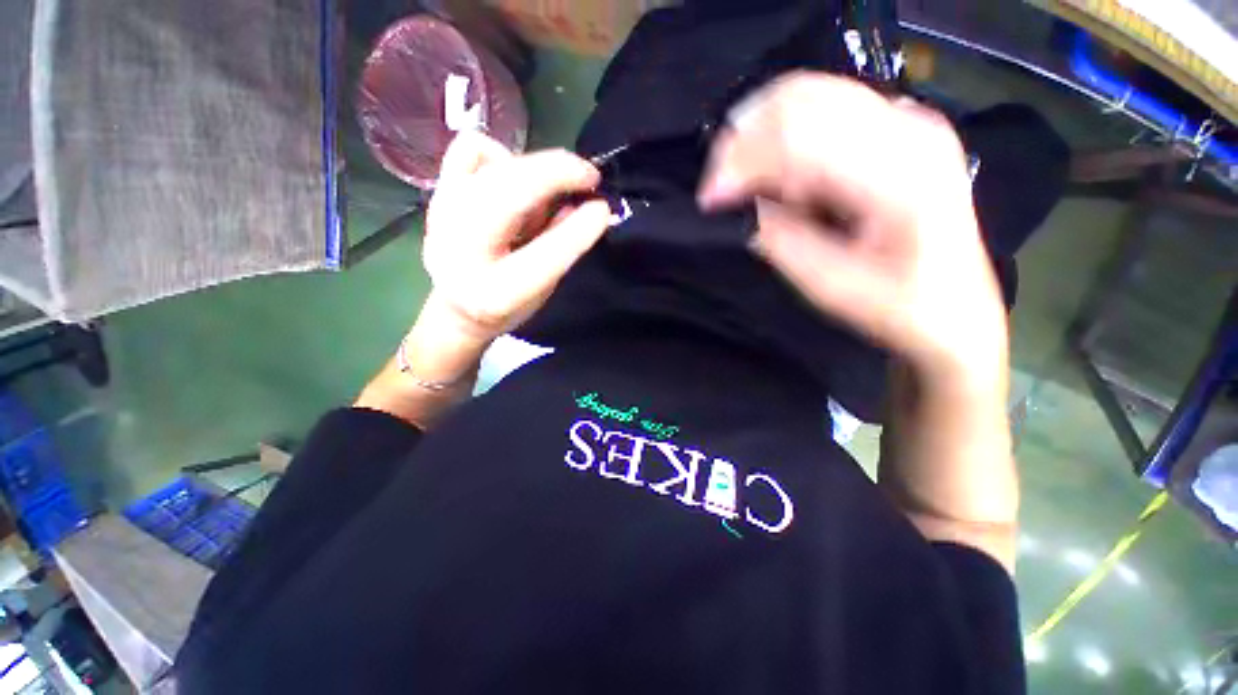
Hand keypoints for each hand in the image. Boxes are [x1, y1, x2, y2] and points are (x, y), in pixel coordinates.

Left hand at [422, 131, 611, 343]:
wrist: (456, 309)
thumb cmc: (508, 304)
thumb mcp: (543, 291)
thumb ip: (563, 249)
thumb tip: (589, 205)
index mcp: (495, 293)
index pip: (544, 255)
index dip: (579, 227)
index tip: (602, 207)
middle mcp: (462, 252)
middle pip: (510, 193)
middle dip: (556, 174)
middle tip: (588, 177)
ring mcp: (444, 215)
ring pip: (491, 163)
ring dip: (533, 169)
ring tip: (545, 192)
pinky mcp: (439, 192)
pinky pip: (470, 148)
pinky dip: (500, 154)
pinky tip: (513, 176)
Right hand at [698, 72, 1006, 385]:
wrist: (955, 308)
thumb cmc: (897, 307)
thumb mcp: (828, 286)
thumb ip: (781, 239)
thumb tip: (744, 203)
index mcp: (900, 174)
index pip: (798, 136)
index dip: (741, 161)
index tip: (708, 199)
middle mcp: (908, 128)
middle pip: (801, 98)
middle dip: (743, 140)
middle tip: (719, 188)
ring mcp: (906, 119)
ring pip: (808, 96)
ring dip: (761, 138)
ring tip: (750, 187)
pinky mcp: (895, 126)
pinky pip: (822, 111)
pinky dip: (784, 140)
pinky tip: (783, 181)